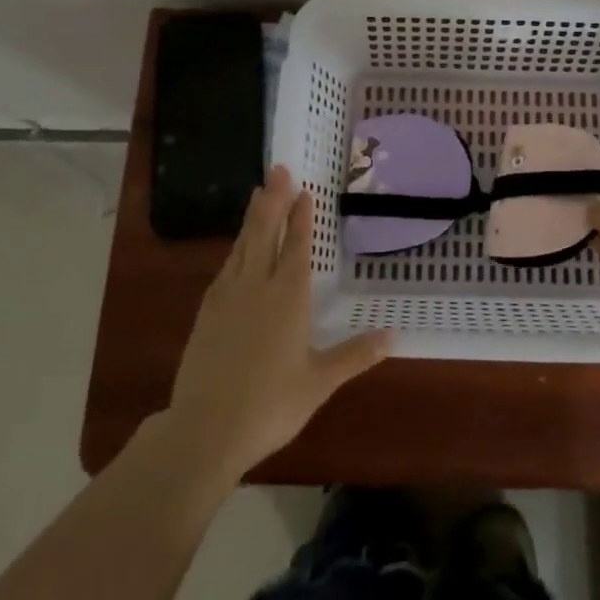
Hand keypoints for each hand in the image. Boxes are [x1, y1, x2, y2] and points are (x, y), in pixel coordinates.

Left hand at [168, 165, 391, 480]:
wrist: (205, 430)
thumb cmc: (270, 405)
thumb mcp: (319, 382)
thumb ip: (355, 355)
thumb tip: (394, 335)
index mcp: (288, 298)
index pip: (297, 246)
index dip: (301, 217)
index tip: (303, 190)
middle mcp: (257, 287)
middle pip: (265, 233)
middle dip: (273, 200)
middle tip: (278, 169)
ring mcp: (227, 298)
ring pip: (242, 246)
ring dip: (252, 218)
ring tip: (257, 194)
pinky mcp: (206, 314)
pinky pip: (225, 269)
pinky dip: (235, 249)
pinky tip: (236, 250)